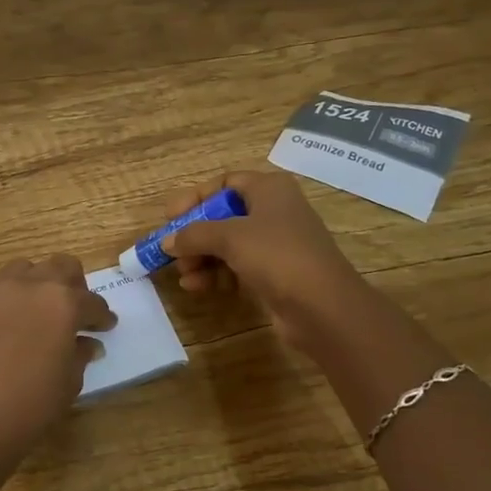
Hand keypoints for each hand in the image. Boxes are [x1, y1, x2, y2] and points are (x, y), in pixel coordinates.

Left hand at [0, 255, 115, 447]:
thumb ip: (80, 354)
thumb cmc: (33, 403)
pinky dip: (8, 298)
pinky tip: (7, 322)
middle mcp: (31, 285)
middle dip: (73, 286)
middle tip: (74, 311)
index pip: (92, 302)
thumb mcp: (69, 381)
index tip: (105, 327)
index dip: (102, 317)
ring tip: (37, 310)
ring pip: (25, 269)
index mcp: (64, 303)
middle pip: (61, 267)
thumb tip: (88, 344)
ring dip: (37, 284)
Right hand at [160, 170, 368, 348]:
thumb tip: (167, 241)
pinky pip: (238, 267)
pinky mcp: (275, 274)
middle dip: (195, 235)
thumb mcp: (229, 237)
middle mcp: (275, 211)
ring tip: (184, 276)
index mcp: (269, 189)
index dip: (196, 198)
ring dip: (202, 258)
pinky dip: (217, 274)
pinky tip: (198, 287)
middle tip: (172, 252)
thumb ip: (193, 234)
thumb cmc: (277, 256)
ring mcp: (277, 244)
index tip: (171, 218)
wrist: (323, 307)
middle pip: (224, 216)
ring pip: (229, 244)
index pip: (225, 183)